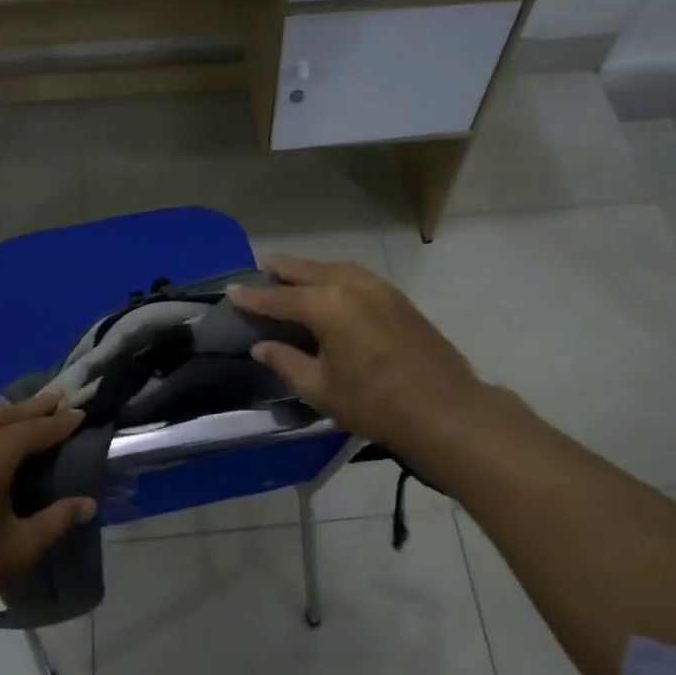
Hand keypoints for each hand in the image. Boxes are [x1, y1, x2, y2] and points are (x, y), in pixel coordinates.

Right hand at [228, 255, 489, 456]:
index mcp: (327, 305)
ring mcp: (380, 288)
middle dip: (283, 269)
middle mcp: (352, 285)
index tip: (232, 291)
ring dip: (311, 269)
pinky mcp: (398, 299)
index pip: (280, 297)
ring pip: (336, 269)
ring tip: (293, 273)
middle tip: (262, 265)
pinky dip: (336, 276)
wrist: (443, 408)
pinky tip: (332, 288)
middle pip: (309, 271)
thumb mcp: (320, 388)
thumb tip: (262, 347)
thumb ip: (286, 362)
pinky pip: (357, 277)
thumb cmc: (374, 402)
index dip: (254, 296)